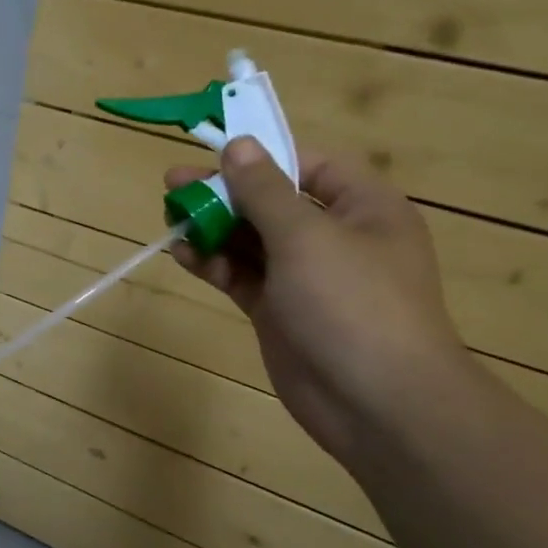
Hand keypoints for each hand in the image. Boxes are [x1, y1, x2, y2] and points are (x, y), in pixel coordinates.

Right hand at [166, 138, 470, 459]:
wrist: (376, 402)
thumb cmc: (352, 303)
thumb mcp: (306, 236)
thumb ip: (265, 191)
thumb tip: (238, 144)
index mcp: (363, 208)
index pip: (310, 166)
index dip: (264, 157)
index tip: (215, 154)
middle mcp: (335, 238)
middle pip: (272, 203)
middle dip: (224, 194)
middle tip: (173, 186)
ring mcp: (305, 278)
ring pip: (252, 241)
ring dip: (213, 229)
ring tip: (171, 220)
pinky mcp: (279, 311)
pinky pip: (242, 276)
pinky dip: (214, 264)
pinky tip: (184, 256)